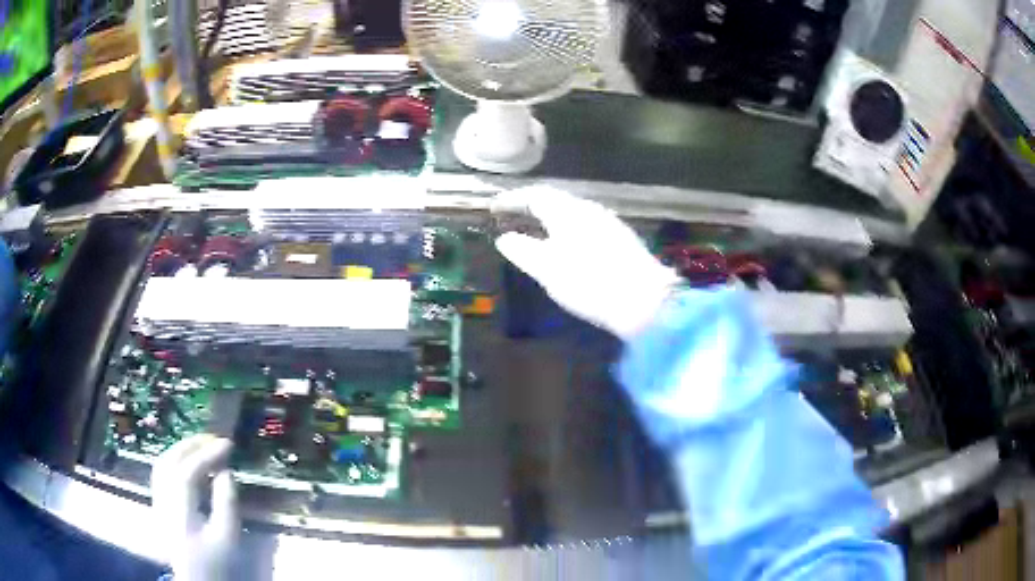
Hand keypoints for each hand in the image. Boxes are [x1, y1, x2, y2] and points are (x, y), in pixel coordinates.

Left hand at [151, 435, 237, 580]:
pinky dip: (176, 461)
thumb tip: (226, 473)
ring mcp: (158, 502)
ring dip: (182, 450)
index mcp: (179, 511)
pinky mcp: (160, 506)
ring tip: (202, 446)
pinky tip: (190, 464)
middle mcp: (163, 501)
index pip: (188, 472)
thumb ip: (227, 505)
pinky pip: (163, 474)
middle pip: (169, 462)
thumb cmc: (216, 564)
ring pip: (163, 465)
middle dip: (191, 445)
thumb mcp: (228, 539)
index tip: (228, 444)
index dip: (207, 454)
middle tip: (215, 439)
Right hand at [493, 187, 680, 339]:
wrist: (645, 301)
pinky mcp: (621, 238)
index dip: (512, 199)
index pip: (534, 195)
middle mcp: (589, 209)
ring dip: (550, 216)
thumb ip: (522, 250)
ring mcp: (608, 222)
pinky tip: (566, 243)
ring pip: (571, 211)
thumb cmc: (590, 282)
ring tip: (534, 229)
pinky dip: (566, 227)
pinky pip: (585, 223)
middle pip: (555, 199)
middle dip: (530, 205)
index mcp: (568, 211)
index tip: (494, 207)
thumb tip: (505, 238)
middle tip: (511, 215)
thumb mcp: (547, 269)